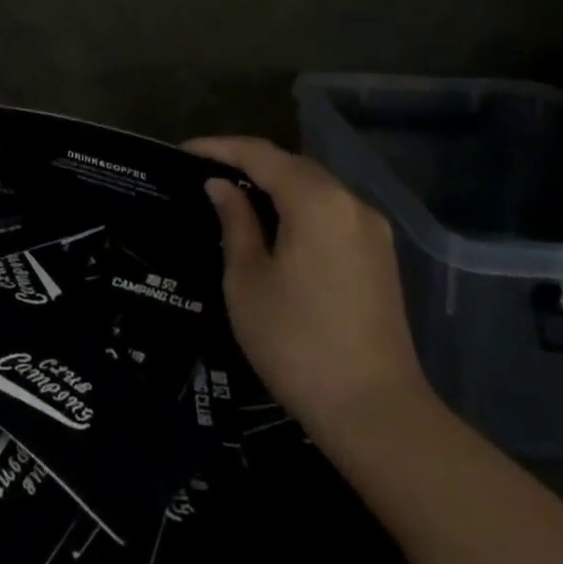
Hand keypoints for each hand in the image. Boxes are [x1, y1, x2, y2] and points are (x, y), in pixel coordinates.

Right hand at [189, 136, 429, 439]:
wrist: (376, 415)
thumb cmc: (297, 343)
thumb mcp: (247, 280)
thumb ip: (235, 222)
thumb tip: (221, 186)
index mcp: (316, 200)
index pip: (260, 154)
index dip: (219, 148)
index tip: (183, 153)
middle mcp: (350, 203)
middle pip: (291, 164)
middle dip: (247, 161)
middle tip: (204, 171)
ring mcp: (371, 230)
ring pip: (314, 186)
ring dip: (274, 183)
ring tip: (233, 193)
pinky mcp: (379, 257)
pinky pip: (331, 211)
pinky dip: (298, 205)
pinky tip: (273, 223)